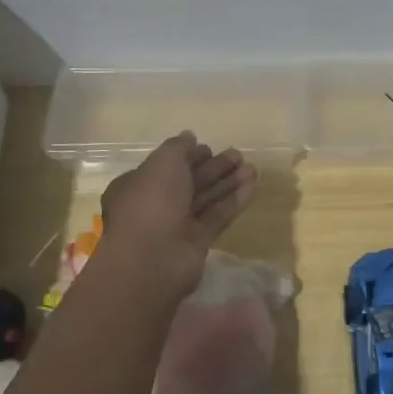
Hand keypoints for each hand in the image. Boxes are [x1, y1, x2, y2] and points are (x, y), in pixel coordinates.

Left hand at [96, 132, 257, 297]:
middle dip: (213, 167)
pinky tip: (253, 184)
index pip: (167, 166)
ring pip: (206, 198)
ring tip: (251, 167)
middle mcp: (157, 204)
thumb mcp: (162, 162)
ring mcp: (177, 225)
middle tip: (238, 154)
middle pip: (189, 181)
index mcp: (139, 184)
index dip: (188, 156)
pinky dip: (234, 199)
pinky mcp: (198, 242)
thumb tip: (189, 136)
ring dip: (228, 181)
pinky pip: (218, 215)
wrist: (152, 257)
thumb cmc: (151, 201)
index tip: (209, 148)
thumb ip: (178, 147)